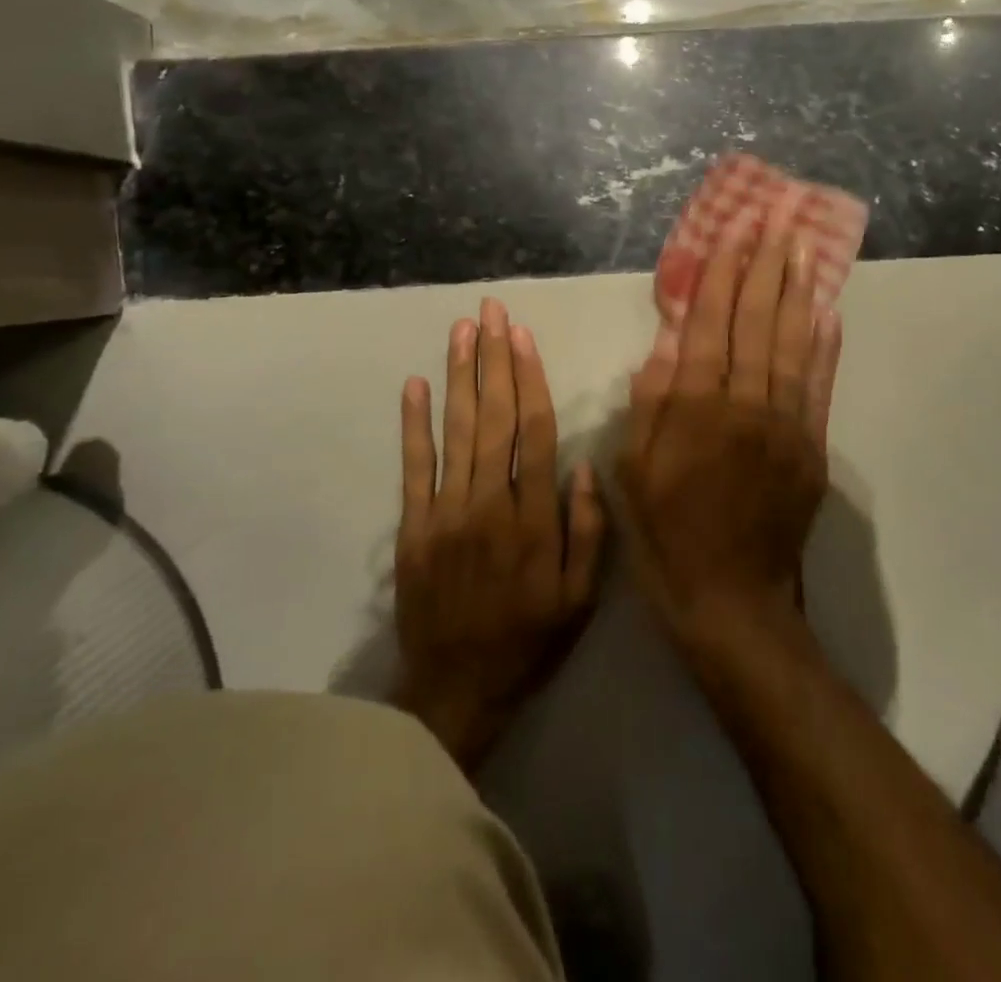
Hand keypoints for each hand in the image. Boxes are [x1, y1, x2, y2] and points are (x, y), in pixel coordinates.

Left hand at [394, 297, 605, 771]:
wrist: (457, 689)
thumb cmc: (528, 640)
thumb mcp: (580, 598)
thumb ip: (588, 530)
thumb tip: (585, 464)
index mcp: (535, 518)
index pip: (535, 431)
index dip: (530, 379)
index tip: (524, 336)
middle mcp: (490, 503)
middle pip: (494, 417)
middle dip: (494, 359)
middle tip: (491, 311)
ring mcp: (446, 513)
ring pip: (456, 430)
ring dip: (459, 375)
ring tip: (462, 330)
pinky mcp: (413, 527)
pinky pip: (413, 467)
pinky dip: (413, 424)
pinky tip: (415, 384)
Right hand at [620, 195, 842, 657]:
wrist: (732, 602)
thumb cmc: (667, 536)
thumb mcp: (633, 473)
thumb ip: (650, 405)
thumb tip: (666, 343)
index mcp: (695, 410)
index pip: (709, 326)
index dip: (721, 276)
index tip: (733, 233)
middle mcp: (744, 406)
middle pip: (756, 322)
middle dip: (765, 266)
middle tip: (778, 219)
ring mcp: (785, 425)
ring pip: (792, 343)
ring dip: (798, 291)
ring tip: (804, 247)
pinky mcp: (812, 447)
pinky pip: (820, 386)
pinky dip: (825, 346)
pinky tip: (828, 312)